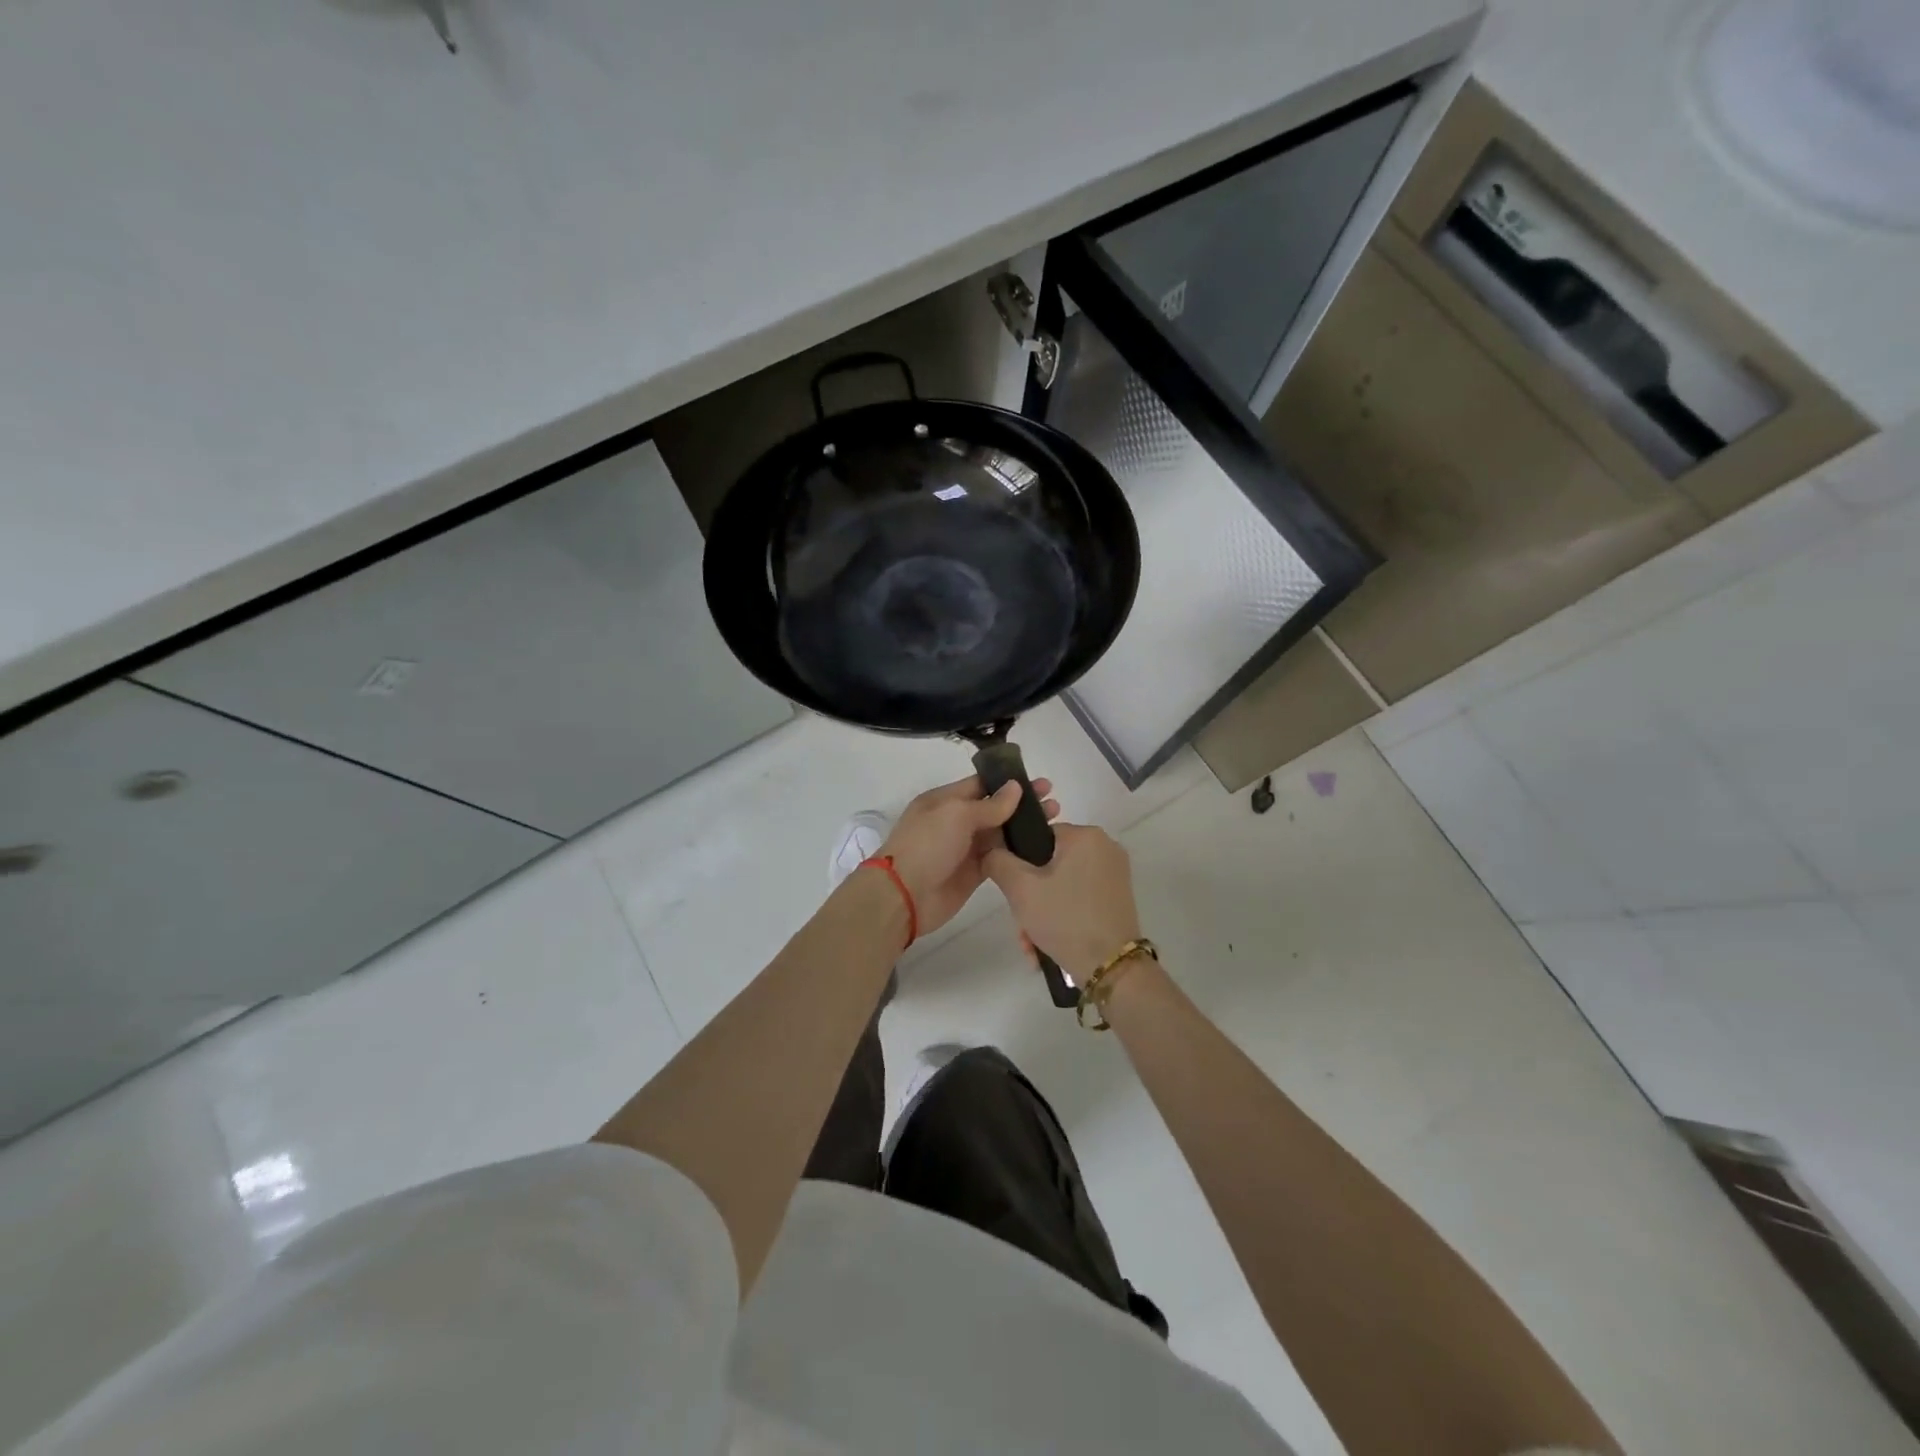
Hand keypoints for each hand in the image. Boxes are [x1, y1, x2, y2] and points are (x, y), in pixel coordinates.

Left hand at [878, 775, 1060, 936]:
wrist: (904, 895)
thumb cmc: (926, 845)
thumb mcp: (956, 815)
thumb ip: (989, 804)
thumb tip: (1015, 788)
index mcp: (945, 800)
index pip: (981, 784)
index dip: (1009, 782)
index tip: (1039, 782)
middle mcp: (955, 821)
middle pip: (994, 808)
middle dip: (1023, 804)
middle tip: (1054, 801)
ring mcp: (965, 848)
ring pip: (1000, 833)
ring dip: (1024, 827)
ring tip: (1055, 820)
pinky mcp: (973, 873)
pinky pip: (999, 857)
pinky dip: (1018, 852)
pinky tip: (1041, 847)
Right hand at [984, 822, 1141, 979]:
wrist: (1111, 968)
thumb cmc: (1065, 919)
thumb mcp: (1021, 889)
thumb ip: (998, 861)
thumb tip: (992, 851)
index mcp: (1086, 836)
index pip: (1039, 837)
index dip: (1019, 864)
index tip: (1012, 894)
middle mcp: (1105, 848)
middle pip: (1050, 866)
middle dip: (1030, 899)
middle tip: (1021, 927)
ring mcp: (1115, 874)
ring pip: (1062, 886)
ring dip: (1042, 913)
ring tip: (1032, 945)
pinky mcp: (1118, 898)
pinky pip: (1079, 899)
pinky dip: (1062, 917)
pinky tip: (1047, 946)